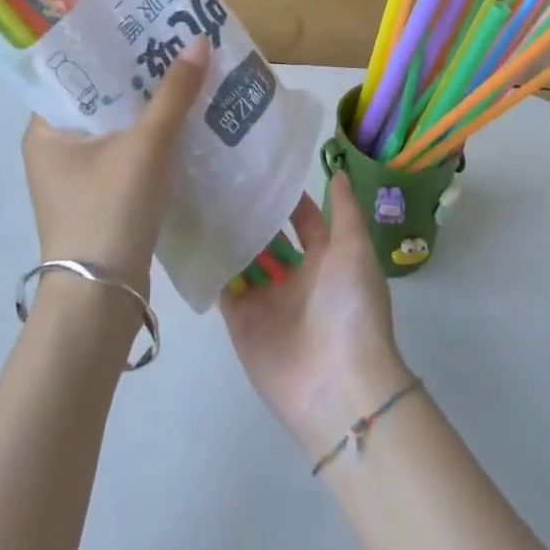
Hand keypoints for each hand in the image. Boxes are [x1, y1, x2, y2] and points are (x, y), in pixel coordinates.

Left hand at [20, 37, 209, 295]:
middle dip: (139, 75)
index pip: (76, 72)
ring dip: (149, 107)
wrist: (102, 301)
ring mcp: (78, 176)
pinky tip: (186, 120)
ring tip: (187, 73)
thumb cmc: (109, 211)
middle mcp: (56, 149)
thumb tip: (200, 42)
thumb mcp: (145, 146)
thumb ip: (173, 94)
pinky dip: (153, 137)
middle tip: (176, 44)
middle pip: (102, 98)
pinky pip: (128, 152)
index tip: (146, 26)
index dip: (111, 47)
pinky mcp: (102, 197)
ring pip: (118, 126)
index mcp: (46, 130)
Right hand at [221, 170, 413, 456]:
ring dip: (230, 234)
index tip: (261, 165)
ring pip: (244, 258)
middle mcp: (295, 277)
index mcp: (326, 259)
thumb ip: (344, 210)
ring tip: (203, 195)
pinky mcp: (242, 322)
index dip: (287, 196)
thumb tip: (337, 171)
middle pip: (270, 238)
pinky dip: (212, 266)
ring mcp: (267, 300)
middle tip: (223, 175)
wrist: (339, 384)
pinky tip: (194, 234)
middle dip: (254, 213)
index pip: (304, 218)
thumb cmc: (352, 307)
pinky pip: (224, 288)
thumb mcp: (355, 249)